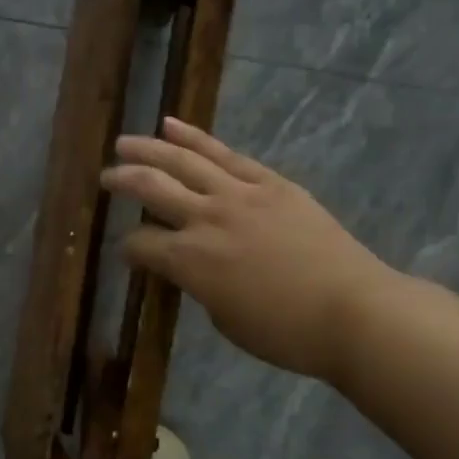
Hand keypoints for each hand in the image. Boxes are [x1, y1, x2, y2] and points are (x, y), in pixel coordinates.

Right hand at [100, 117, 393, 381]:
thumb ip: (201, 286)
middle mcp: (205, 219)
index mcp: (189, 261)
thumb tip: (194, 266)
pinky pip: (225, 154)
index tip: (129, 252)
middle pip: (152, 188)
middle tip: (105, 177)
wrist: (352, 310)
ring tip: (125, 142)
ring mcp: (239, 194)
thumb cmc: (285, 332)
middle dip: (123, 181)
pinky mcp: (270, 183)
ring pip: (183, 161)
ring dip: (149, 149)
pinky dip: (195, 137)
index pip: (141, 244)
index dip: (129, 248)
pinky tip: (172, 126)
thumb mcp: (226, 320)